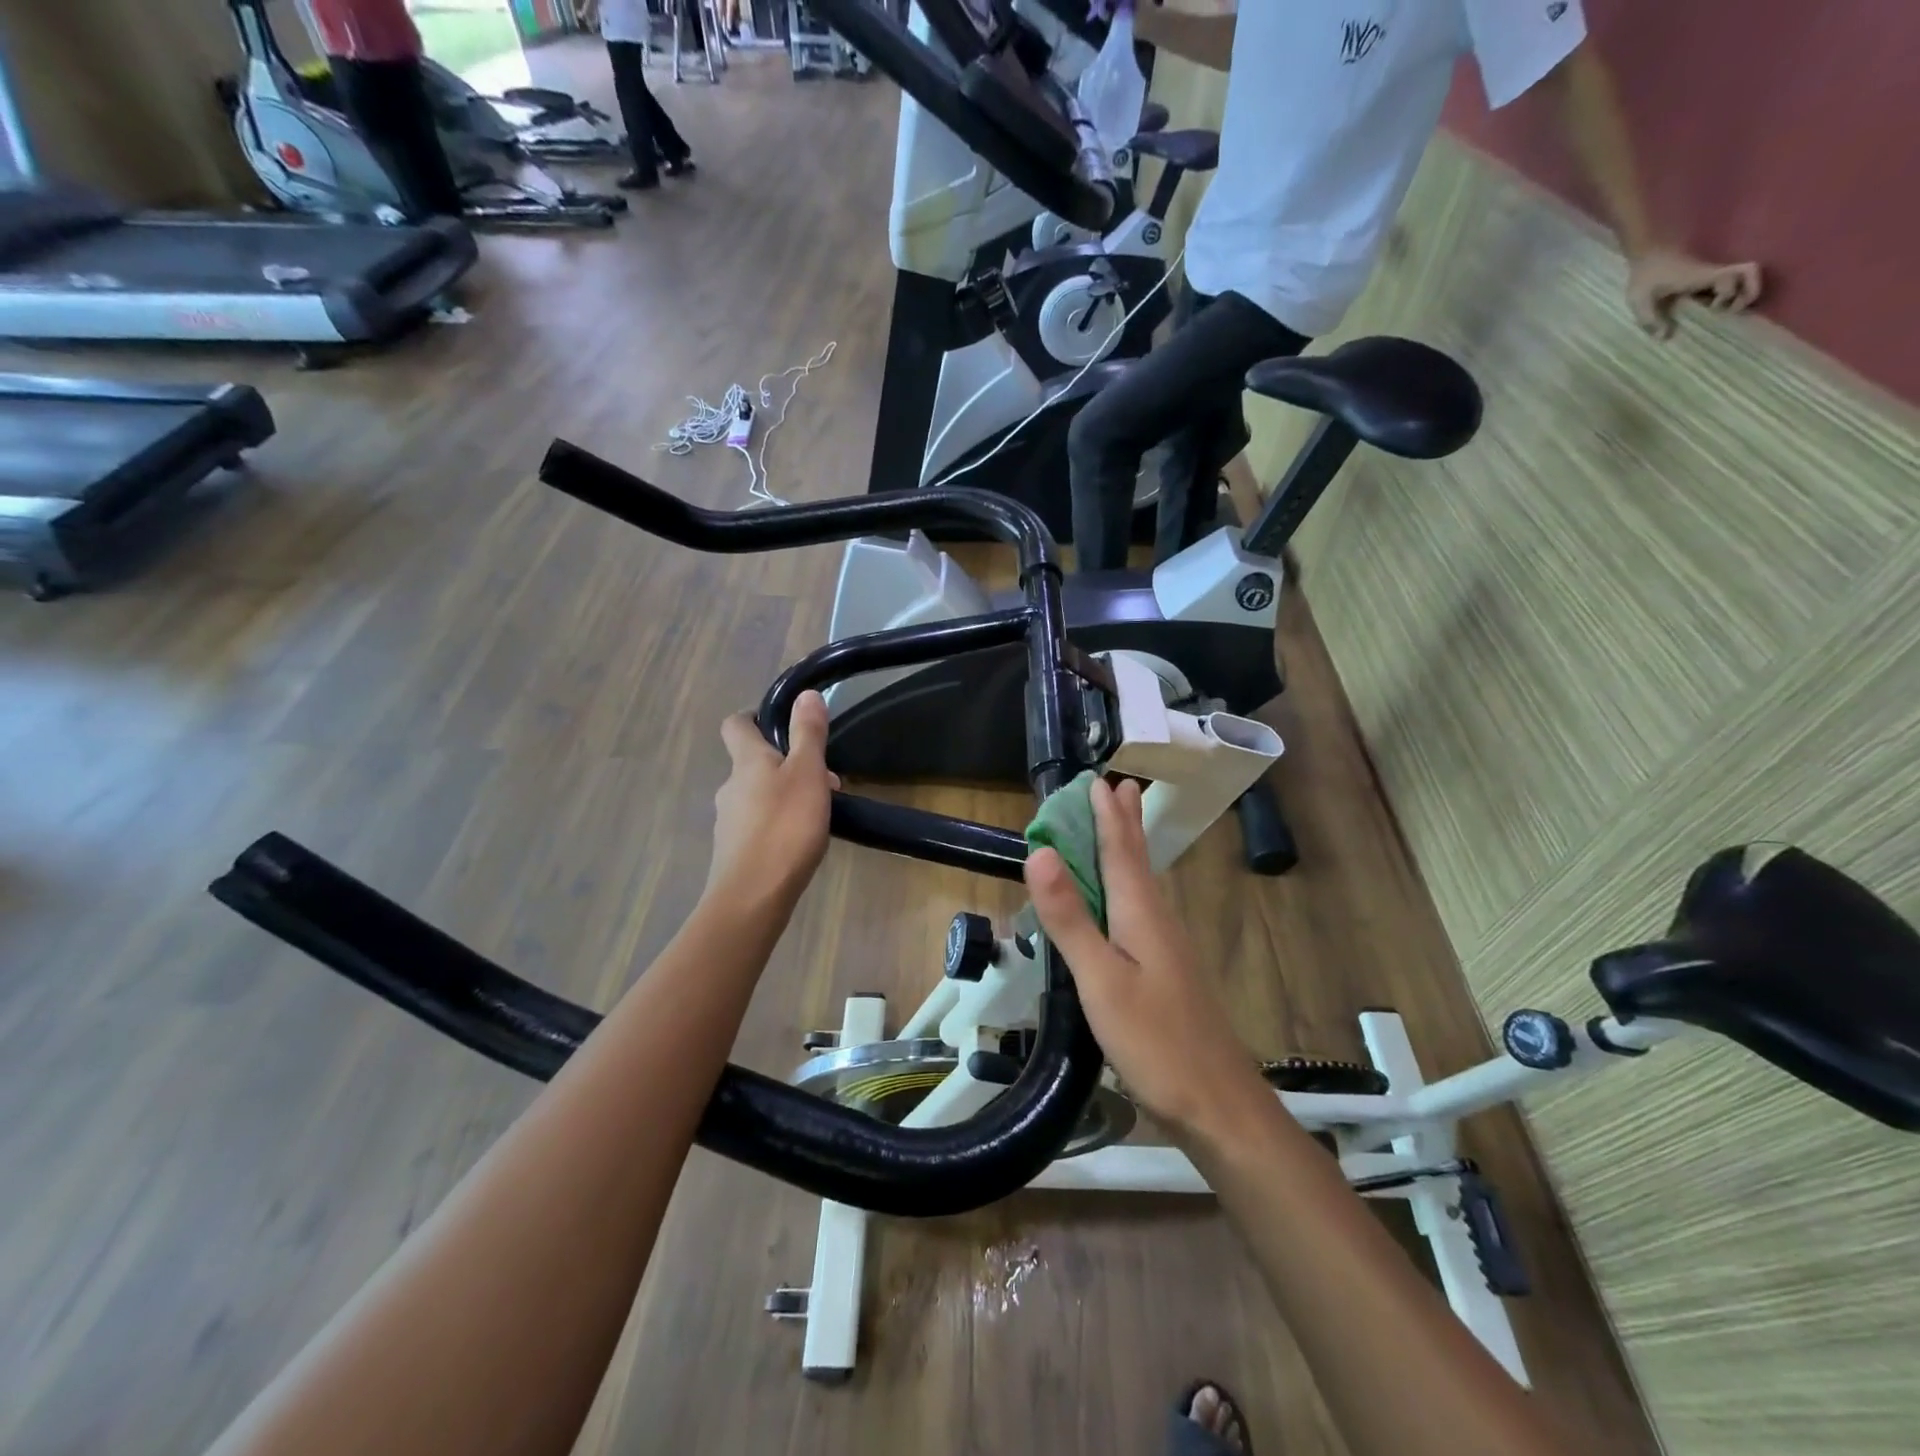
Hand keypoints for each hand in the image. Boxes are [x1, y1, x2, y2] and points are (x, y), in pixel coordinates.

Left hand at [706, 691, 839, 906]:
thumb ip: (808, 733)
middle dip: (785, 762)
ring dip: (784, 794)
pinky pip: (758, 825)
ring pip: (757, 795)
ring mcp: (729, 821)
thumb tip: (805, 694)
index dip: (754, 716)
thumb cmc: (785, 827)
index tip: (781, 721)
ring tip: (818, 811)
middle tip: (823, 776)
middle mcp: (730, 786)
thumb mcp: (807, 773)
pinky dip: (778, 823)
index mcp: (746, 761)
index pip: (737, 724)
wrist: (753, 897)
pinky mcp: (734, 852)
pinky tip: (799, 840)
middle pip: (752, 762)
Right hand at [1024, 778, 1270, 1141]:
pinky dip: (1127, 885)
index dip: (1109, 816)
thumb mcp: (1101, 979)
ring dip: (1129, 849)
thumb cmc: (1155, 1040)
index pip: (1122, 851)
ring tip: (1120, 826)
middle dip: (1127, 823)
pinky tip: (1124, 900)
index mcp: (1142, 914)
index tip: (1101, 779)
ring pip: (1142, 884)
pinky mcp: (1166, 972)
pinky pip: (1140, 909)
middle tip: (1120, 785)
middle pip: (1138, 861)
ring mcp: (1166, 948)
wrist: (1216, 1104)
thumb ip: (1070, 917)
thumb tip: (1039, 852)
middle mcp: (1158, 921)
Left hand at [1625, 248, 1762, 338]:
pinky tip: (1709, 309)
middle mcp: (1713, 273)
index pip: (1737, 276)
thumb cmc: (1645, 276)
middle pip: (1750, 273)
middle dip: (1749, 291)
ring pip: (1743, 276)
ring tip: (1723, 311)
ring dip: (1741, 293)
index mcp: (1704, 276)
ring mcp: (1711, 273)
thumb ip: (1650, 319)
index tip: (1713, 309)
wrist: (1647, 254)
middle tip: (1730, 310)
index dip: (1731, 294)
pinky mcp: (1704, 276)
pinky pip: (1727, 282)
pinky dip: (1727, 294)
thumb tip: (1665, 337)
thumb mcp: (1641, 301)